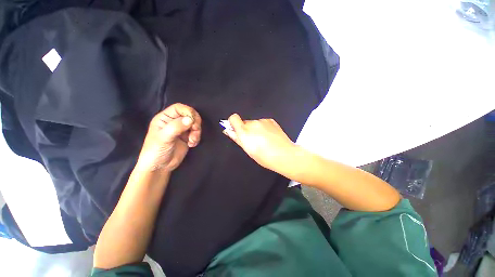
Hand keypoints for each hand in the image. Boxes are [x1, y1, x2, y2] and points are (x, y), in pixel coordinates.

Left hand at [136, 103, 201, 171]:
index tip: (193, 121)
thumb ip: (176, 127)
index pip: (179, 108)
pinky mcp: (187, 137)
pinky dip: (197, 138)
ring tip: (192, 141)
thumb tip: (191, 119)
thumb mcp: (164, 138)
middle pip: (190, 115)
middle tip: (195, 131)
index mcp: (165, 118)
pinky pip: (196, 133)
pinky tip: (192, 144)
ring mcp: (182, 130)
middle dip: (195, 123)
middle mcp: (174, 122)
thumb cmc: (156, 151)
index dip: (188, 111)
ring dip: (197, 132)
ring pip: (195, 124)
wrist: (160, 167)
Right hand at [223, 114, 295, 172]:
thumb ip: (237, 138)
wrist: (284, 154)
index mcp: (244, 132)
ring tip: (263, 140)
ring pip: (254, 123)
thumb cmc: (265, 156)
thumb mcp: (248, 150)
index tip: (236, 130)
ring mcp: (263, 121)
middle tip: (253, 140)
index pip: (233, 118)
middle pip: (244, 123)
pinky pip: (263, 123)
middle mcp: (253, 124)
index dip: (233, 123)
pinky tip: (269, 136)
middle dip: (246, 129)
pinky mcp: (271, 120)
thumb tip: (229, 131)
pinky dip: (263, 128)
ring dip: (256, 129)